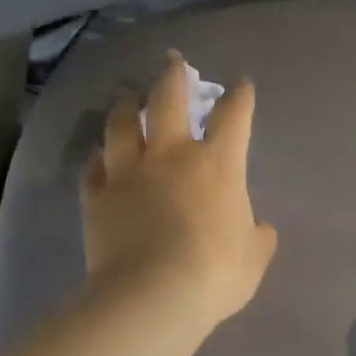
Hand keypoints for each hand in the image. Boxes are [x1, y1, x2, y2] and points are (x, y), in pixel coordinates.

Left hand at [81, 53, 278, 331]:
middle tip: (173, 61)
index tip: (241, 85)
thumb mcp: (254, 258)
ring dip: (127, 106)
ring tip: (127, 96)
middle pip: (168, 100)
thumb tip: (261, 228)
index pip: (233, 116)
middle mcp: (170, 155)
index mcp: (217, 164)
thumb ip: (259, 238)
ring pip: (122, 124)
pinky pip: (94, 167)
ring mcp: (128, 172)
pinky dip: (98, 157)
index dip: (239, 97)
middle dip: (173, 76)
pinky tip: (99, 154)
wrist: (151, 295)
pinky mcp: (97, 196)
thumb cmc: (214, 273)